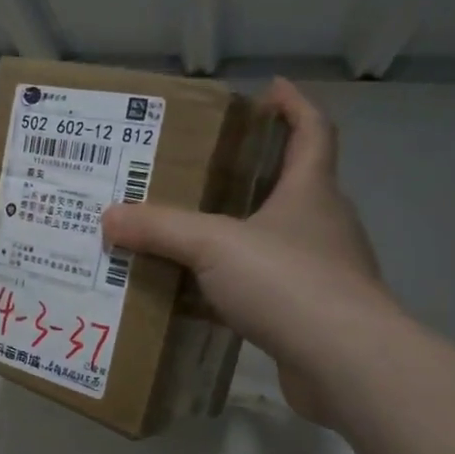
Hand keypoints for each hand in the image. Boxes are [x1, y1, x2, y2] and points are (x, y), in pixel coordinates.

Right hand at [102, 79, 394, 425]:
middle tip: (206, 170)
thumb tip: (108, 216)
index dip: (295, 106)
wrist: (346, 364)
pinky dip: (240, 283)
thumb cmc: (287, 281)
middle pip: (295, 185)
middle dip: (257, 171)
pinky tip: (204, 294)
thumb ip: (160, 228)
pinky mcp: (316, 314)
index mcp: (311, 192)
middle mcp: (324, 225)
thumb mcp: (213, 245)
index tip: (270, 90)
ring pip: (279, 239)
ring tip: (194, 232)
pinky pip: (270, 286)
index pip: (313, 132)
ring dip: (244, 232)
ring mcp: (325, 272)